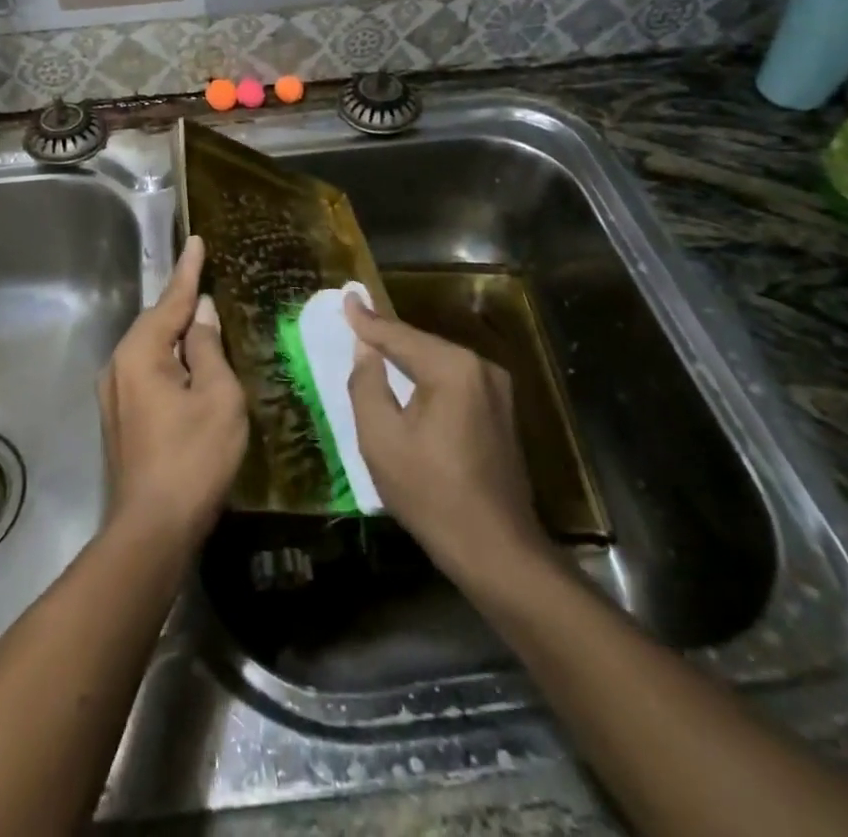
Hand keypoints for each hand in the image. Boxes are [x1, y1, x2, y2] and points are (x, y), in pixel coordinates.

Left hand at [96, 236, 247, 548]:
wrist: (152, 529)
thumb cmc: (193, 458)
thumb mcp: (217, 396)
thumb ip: (208, 348)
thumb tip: (201, 313)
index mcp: (141, 353)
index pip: (172, 301)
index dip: (189, 271)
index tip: (197, 241)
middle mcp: (118, 365)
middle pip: (156, 322)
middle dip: (181, 302)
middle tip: (206, 278)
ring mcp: (114, 393)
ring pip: (150, 348)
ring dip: (176, 332)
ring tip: (202, 318)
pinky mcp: (119, 417)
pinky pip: (146, 370)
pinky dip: (169, 358)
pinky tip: (187, 363)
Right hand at [344, 295, 554, 584]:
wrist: (496, 550)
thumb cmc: (430, 493)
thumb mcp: (381, 439)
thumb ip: (366, 384)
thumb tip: (364, 349)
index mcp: (452, 368)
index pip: (399, 335)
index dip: (367, 320)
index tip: (346, 297)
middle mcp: (480, 368)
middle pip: (422, 345)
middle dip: (388, 337)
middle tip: (356, 322)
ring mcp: (497, 390)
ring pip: (439, 362)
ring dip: (407, 357)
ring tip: (374, 345)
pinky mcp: (501, 412)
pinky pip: (454, 381)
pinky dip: (427, 377)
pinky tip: (408, 378)